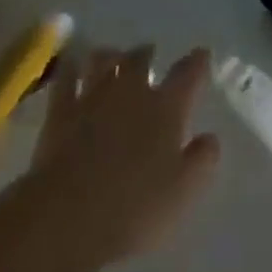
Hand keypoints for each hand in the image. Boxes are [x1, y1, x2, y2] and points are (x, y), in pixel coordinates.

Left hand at [21, 45, 221, 271]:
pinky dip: (71, 67)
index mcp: (166, 107)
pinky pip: (66, 76)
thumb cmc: (134, 208)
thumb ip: (202, 161)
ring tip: (112, 57)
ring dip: (110, 55)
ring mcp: (93, 95)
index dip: (198, 61)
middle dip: (147, 54)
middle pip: (140, 58)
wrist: (68, 217)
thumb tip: (211, 137)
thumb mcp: (182, 193)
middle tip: (149, 54)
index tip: (202, 54)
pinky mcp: (61, 110)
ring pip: (103, 59)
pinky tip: (72, 65)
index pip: (188, 73)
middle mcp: (131, 90)